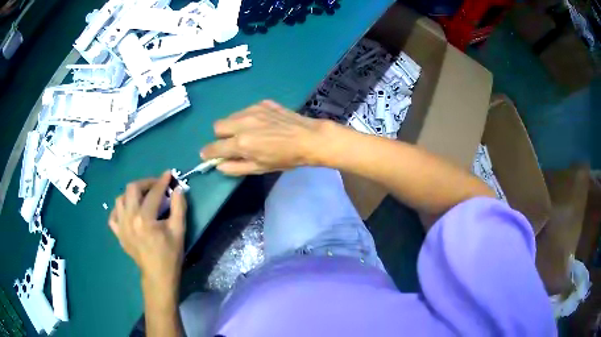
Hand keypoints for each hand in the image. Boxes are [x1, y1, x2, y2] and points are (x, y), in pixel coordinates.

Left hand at [109, 172, 186, 288]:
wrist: (158, 276)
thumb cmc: (170, 255)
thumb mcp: (179, 231)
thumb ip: (179, 207)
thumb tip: (178, 189)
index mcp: (145, 219)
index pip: (153, 193)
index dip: (162, 181)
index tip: (169, 174)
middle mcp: (129, 219)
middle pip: (132, 189)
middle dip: (145, 183)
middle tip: (156, 186)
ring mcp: (121, 226)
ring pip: (120, 199)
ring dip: (131, 194)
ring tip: (142, 197)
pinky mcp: (118, 234)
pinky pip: (113, 216)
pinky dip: (120, 209)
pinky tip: (128, 211)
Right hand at [200, 100, 334, 175]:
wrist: (309, 138)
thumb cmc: (285, 158)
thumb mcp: (259, 168)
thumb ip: (235, 167)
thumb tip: (218, 165)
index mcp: (241, 143)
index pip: (214, 147)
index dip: (208, 153)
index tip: (207, 155)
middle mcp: (243, 123)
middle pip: (217, 126)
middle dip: (221, 136)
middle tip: (233, 143)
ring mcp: (252, 110)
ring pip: (231, 116)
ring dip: (233, 125)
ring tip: (249, 132)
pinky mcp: (262, 103)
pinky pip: (245, 110)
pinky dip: (247, 118)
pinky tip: (262, 124)